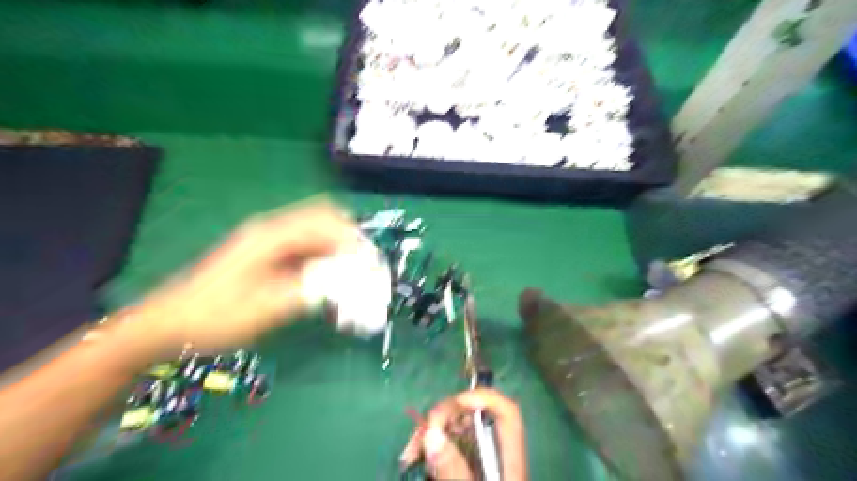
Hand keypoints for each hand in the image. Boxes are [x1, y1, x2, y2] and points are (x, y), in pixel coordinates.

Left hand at [117, 198, 357, 358]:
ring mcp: (268, 241)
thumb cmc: (214, 316)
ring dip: (337, 249)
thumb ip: (311, 291)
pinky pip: (304, 247)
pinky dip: (323, 259)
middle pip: (323, 219)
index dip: (352, 240)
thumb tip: (348, 282)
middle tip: (364, 267)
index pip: (325, 222)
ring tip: (351, 275)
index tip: (370, 264)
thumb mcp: (266, 308)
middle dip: (349, 240)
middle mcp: (272, 230)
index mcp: (271, 236)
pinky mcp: (266, 254)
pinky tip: (328, 279)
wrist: (168, 324)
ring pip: (315, 232)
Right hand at [402, 389, 530, 477]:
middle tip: (418, 438)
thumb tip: (433, 433)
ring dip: (432, 433)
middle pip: (475, 417)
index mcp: (508, 462)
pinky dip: (431, 449)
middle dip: (444, 417)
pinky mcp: (463, 472)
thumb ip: (454, 473)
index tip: (450, 409)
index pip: (507, 413)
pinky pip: (447, 449)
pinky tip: (415, 459)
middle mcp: (494, 456)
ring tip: (410, 452)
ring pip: (457, 431)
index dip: (482, 398)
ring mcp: (477, 464)